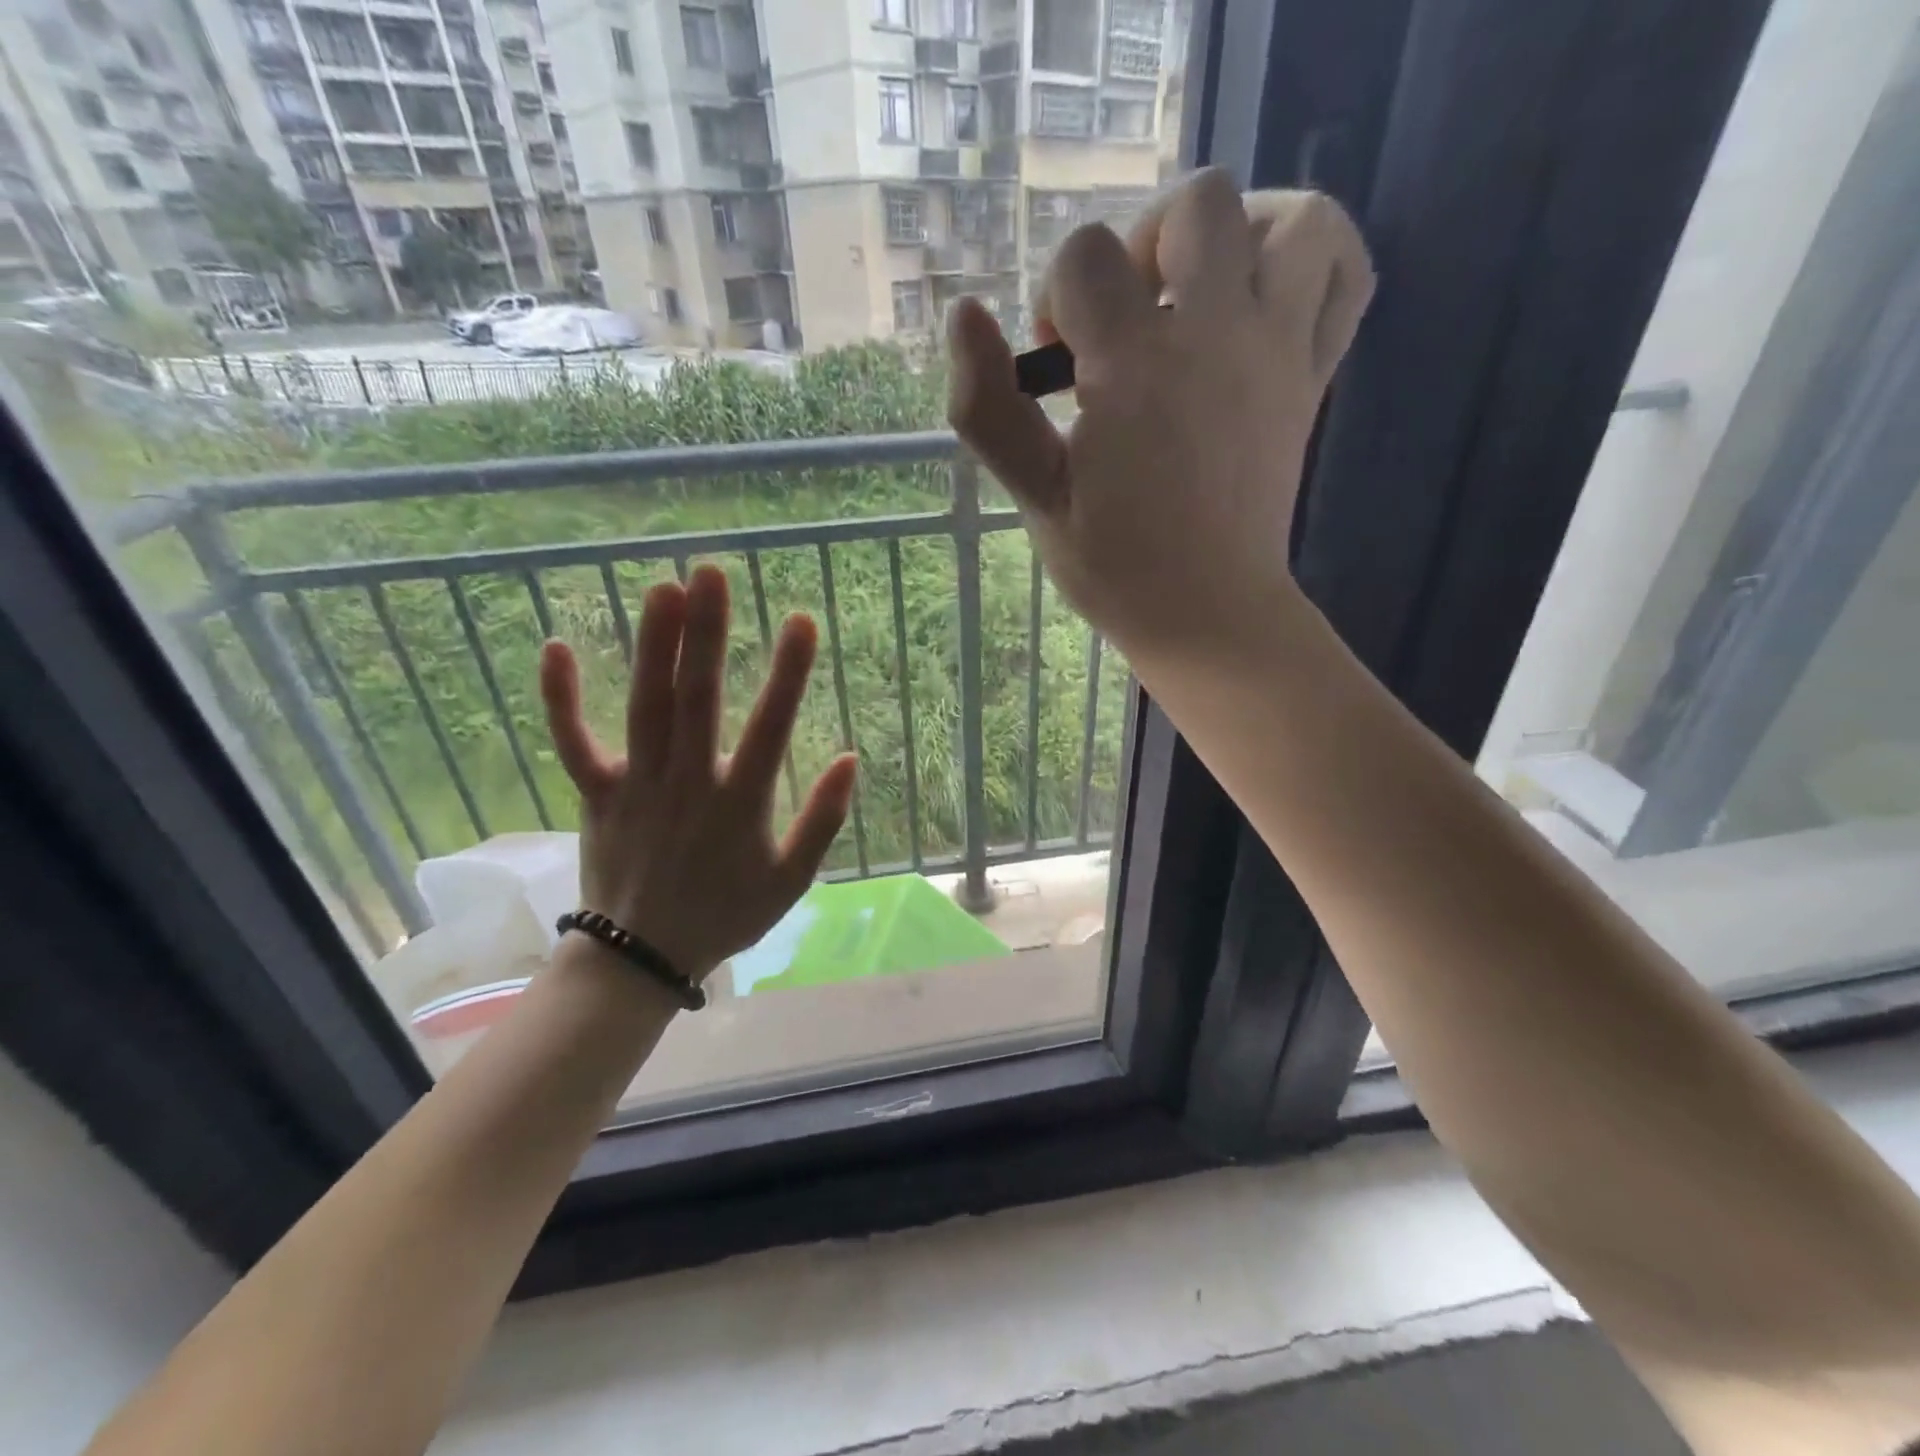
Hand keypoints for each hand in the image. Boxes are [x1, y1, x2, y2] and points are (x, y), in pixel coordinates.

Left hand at [538, 564, 856, 982]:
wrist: (643, 957)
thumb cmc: (727, 914)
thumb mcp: (791, 881)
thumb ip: (822, 821)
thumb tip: (847, 758)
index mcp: (739, 804)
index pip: (770, 727)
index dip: (788, 673)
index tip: (800, 620)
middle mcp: (687, 783)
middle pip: (697, 699)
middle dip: (707, 634)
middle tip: (710, 573)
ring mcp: (637, 785)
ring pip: (644, 707)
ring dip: (653, 647)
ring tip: (661, 588)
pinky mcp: (598, 794)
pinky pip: (574, 743)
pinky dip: (561, 699)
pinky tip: (556, 647)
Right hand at [947, 169, 1373, 665]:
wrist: (1208, 615)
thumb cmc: (1115, 567)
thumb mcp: (1035, 498)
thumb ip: (989, 410)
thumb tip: (961, 316)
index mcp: (1135, 366)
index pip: (1085, 258)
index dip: (1057, 299)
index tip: (1057, 367)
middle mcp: (1216, 336)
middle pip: (1195, 205)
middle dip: (1142, 246)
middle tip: (1127, 321)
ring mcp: (1277, 351)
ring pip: (1292, 218)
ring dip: (1237, 235)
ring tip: (1197, 297)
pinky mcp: (1311, 376)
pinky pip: (1344, 273)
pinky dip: (1311, 260)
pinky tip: (1264, 296)